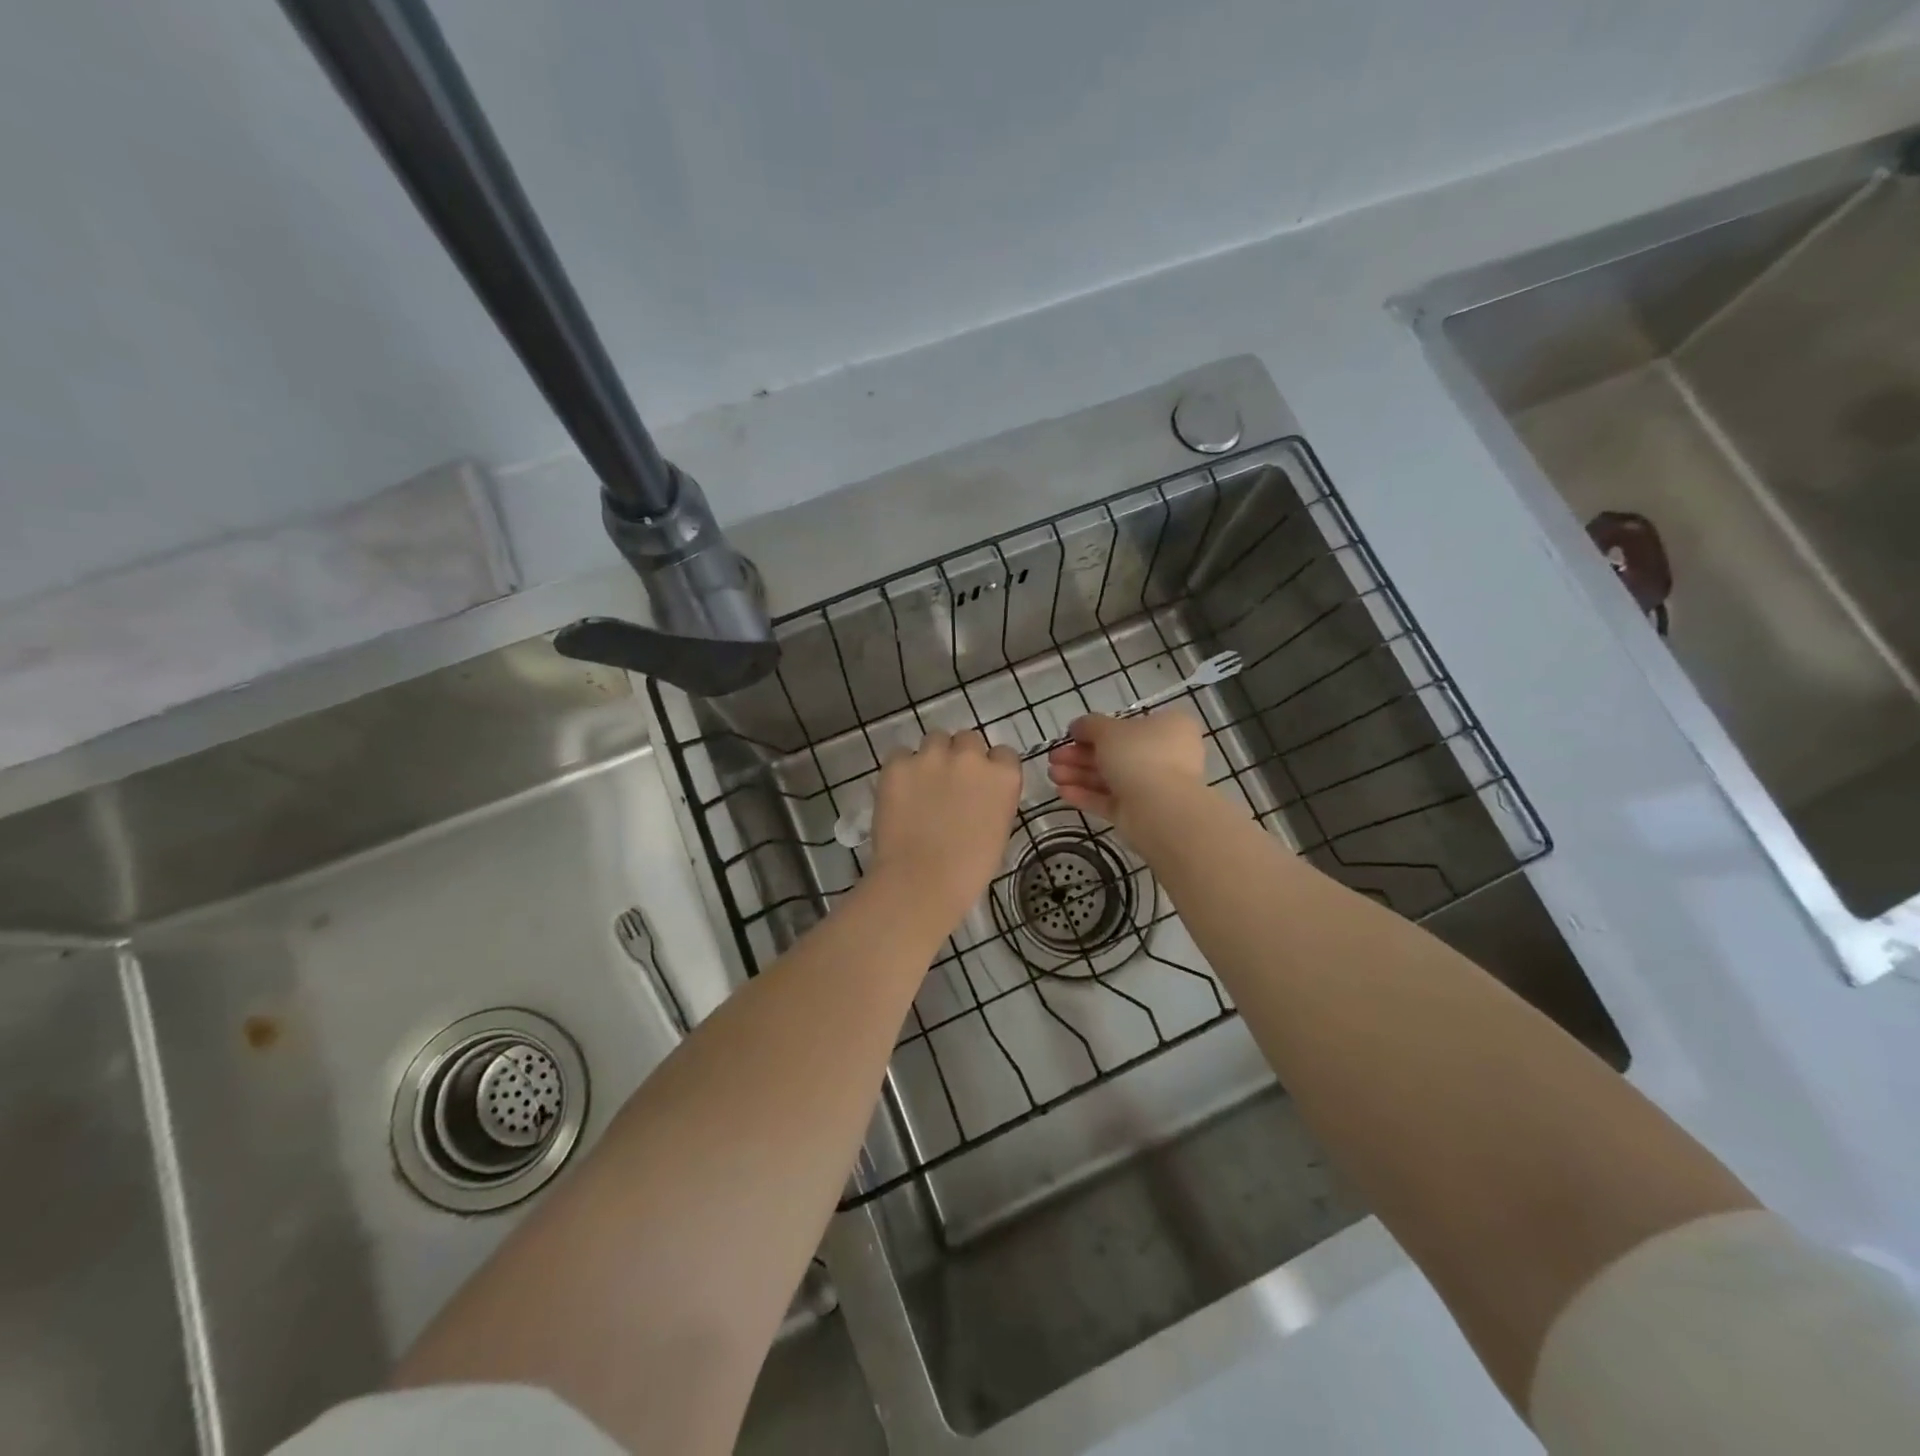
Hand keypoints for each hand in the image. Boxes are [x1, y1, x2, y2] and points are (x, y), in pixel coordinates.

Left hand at [868, 730, 1021, 930]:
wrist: (921, 881)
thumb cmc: (968, 870)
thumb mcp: (998, 830)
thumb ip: (993, 800)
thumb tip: (978, 794)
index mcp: (1003, 777)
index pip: (1003, 754)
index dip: (990, 768)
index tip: (979, 786)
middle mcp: (970, 757)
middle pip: (967, 739)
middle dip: (959, 756)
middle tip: (948, 784)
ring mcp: (931, 757)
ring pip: (934, 740)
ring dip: (931, 757)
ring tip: (920, 787)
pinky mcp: (897, 764)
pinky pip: (900, 755)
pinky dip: (901, 770)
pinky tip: (899, 795)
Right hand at [1046, 711, 1207, 829]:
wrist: (1161, 810)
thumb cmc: (1139, 755)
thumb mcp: (1108, 729)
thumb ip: (1089, 725)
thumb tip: (1078, 726)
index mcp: (1168, 728)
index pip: (1128, 725)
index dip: (1096, 729)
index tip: (1071, 735)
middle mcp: (1165, 755)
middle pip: (1115, 753)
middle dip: (1079, 755)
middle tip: (1053, 758)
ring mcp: (1154, 786)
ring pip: (1110, 777)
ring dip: (1078, 774)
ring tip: (1051, 776)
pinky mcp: (1140, 812)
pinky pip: (1110, 800)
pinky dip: (1086, 794)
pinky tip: (1061, 792)